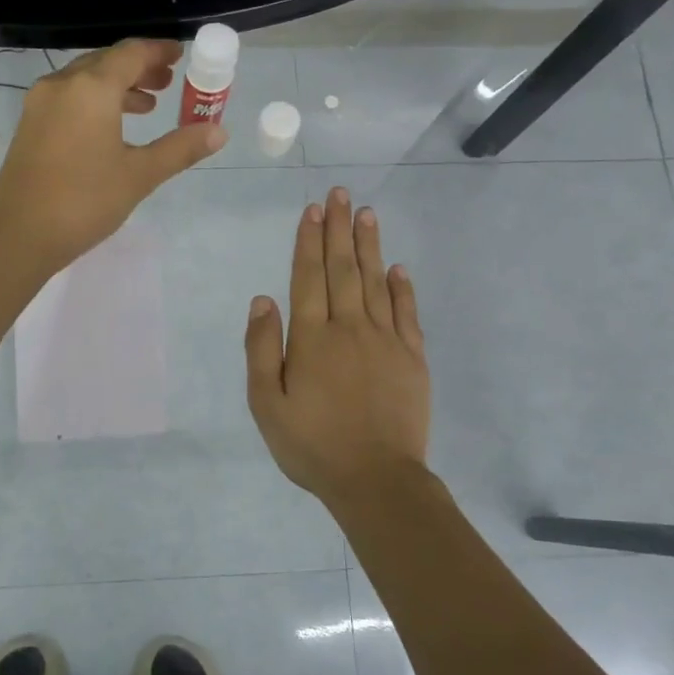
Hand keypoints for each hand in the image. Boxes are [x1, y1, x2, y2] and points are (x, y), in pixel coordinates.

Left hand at [0, 38, 226, 274]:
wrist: (19, 235)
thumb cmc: (85, 201)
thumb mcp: (140, 175)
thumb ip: (180, 148)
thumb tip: (219, 131)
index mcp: (92, 88)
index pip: (132, 53)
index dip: (159, 51)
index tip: (182, 55)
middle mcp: (62, 84)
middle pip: (106, 62)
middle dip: (140, 68)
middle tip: (169, 82)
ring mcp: (40, 103)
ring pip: (85, 80)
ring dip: (118, 86)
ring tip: (147, 106)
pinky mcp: (29, 125)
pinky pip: (69, 98)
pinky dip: (95, 102)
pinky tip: (111, 129)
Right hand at [245, 186, 430, 508]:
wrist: (376, 480)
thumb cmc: (312, 445)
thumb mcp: (267, 404)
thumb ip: (262, 350)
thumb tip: (262, 300)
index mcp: (312, 339)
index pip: (308, 278)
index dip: (308, 242)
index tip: (312, 210)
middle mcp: (349, 328)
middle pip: (343, 269)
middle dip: (338, 229)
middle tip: (339, 194)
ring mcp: (385, 341)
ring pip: (376, 282)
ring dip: (369, 246)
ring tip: (365, 213)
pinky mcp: (412, 358)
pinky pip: (407, 313)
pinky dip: (402, 287)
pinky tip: (398, 267)